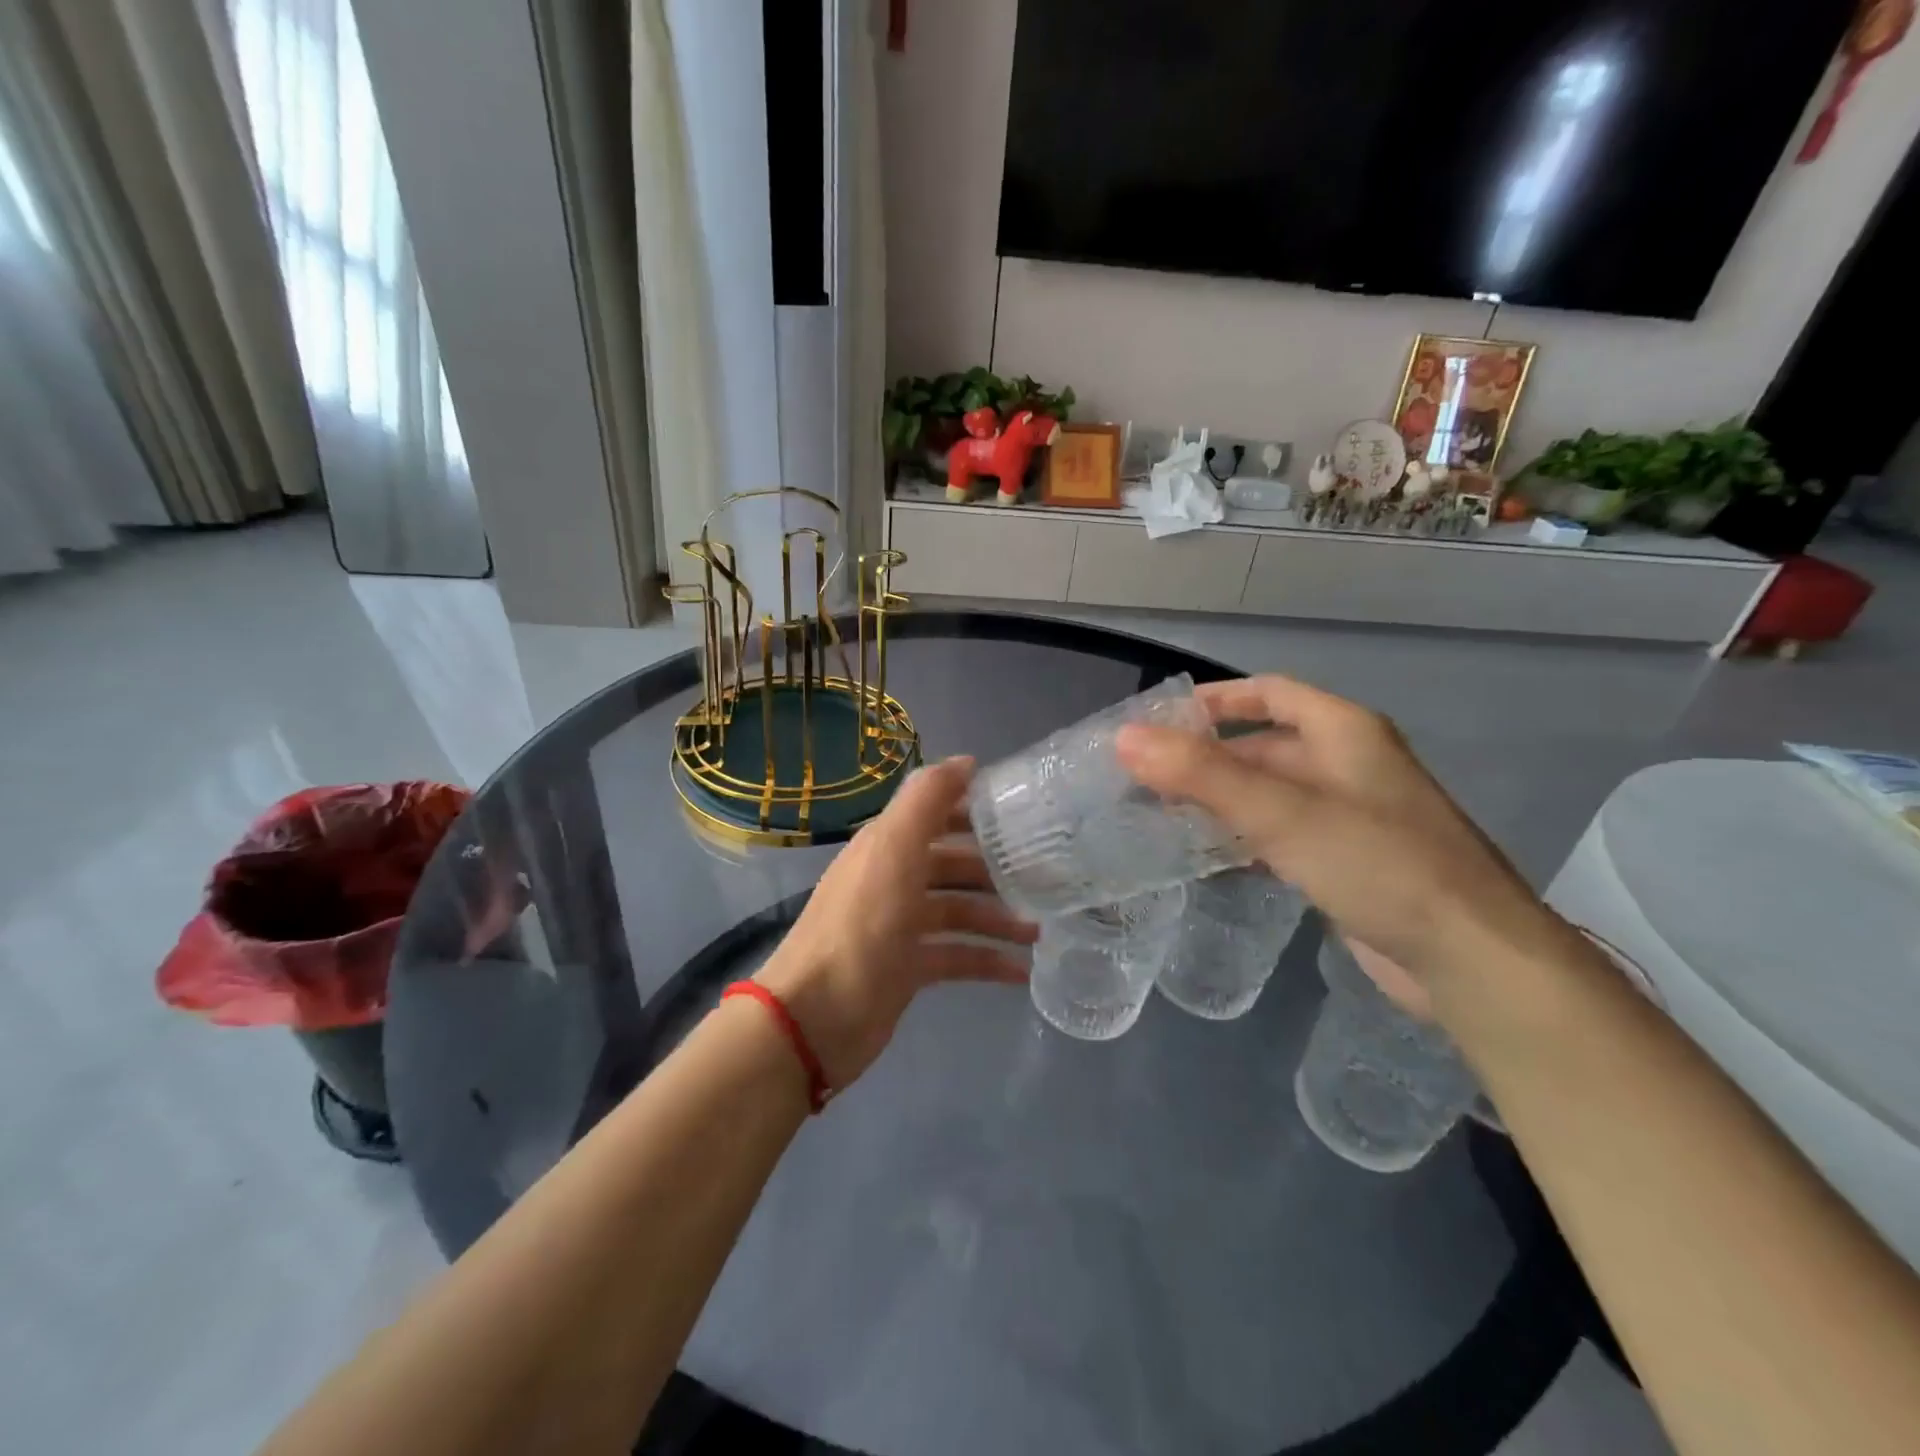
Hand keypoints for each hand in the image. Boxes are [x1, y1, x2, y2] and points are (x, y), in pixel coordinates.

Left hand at [755, 756, 1036, 1091]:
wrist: (817, 1018)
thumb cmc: (861, 928)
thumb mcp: (893, 852)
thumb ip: (926, 801)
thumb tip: (967, 761)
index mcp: (887, 847)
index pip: (935, 814)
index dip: (973, 809)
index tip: (1021, 814)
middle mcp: (893, 880)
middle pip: (951, 865)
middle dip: (993, 870)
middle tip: (1042, 878)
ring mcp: (900, 927)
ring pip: (958, 912)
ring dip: (997, 919)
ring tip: (1037, 933)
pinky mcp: (908, 969)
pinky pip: (956, 956)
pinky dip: (986, 961)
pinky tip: (1020, 972)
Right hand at [1116, 675, 1570, 988]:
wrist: (1470, 959)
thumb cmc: (1379, 864)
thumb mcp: (1283, 812)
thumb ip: (1202, 774)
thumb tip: (1125, 739)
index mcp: (1343, 732)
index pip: (1269, 692)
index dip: (1215, 699)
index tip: (1160, 720)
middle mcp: (1348, 764)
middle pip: (1263, 745)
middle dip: (1205, 757)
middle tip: (1145, 776)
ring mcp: (1350, 815)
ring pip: (1270, 793)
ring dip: (1219, 799)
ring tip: (1159, 814)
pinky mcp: (1346, 862)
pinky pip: (1282, 834)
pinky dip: (1243, 836)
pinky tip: (1207, 857)